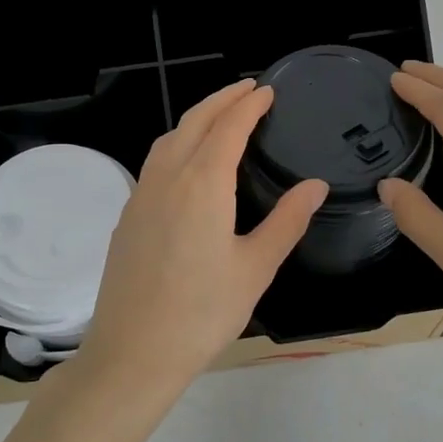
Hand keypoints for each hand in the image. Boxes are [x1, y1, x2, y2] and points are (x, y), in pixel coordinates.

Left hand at [68, 80, 327, 406]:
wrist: (133, 351)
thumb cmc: (203, 313)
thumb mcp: (255, 268)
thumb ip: (287, 221)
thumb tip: (315, 185)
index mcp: (202, 184)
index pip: (228, 127)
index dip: (249, 105)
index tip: (267, 90)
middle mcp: (167, 178)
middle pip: (194, 122)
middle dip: (222, 100)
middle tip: (248, 89)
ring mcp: (141, 195)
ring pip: (168, 139)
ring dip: (196, 119)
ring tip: (220, 117)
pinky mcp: (127, 215)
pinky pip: (154, 162)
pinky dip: (176, 143)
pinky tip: (188, 162)